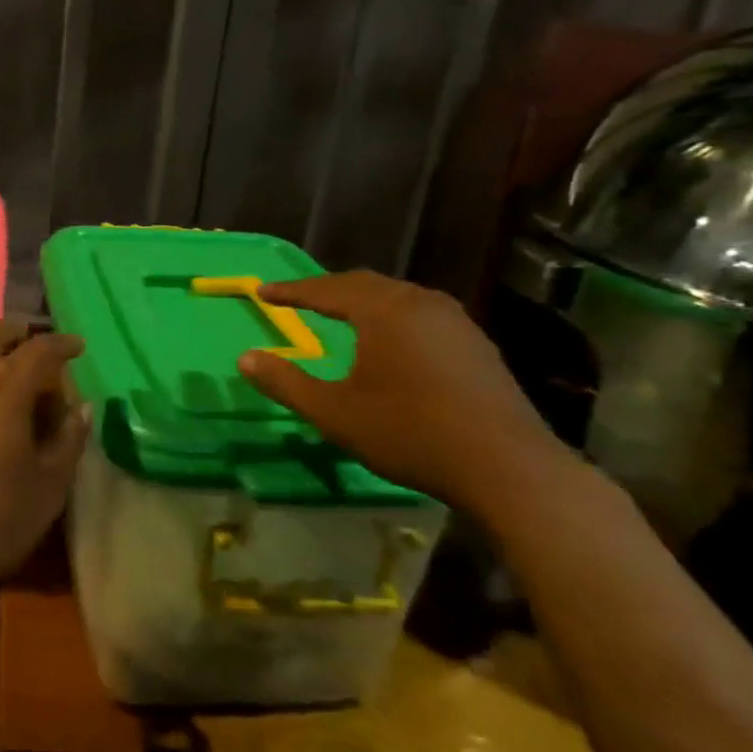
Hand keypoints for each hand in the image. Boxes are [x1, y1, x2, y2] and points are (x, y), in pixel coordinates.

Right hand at [237, 271, 572, 522]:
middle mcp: (420, 303)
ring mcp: (456, 322)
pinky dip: (392, 316)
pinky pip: (422, 314)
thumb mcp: (335, 413)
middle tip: (299, 298)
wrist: (508, 467)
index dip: (291, 291)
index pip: (327, 289)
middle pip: (365, 284)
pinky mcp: (476, 344)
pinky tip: (391, 340)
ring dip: (363, 300)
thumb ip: (286, 383)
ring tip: (341, 312)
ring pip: (398, 297)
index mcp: (383, 310)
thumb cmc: (410, 433)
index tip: (262, 292)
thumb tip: (244, 358)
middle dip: (327, 289)